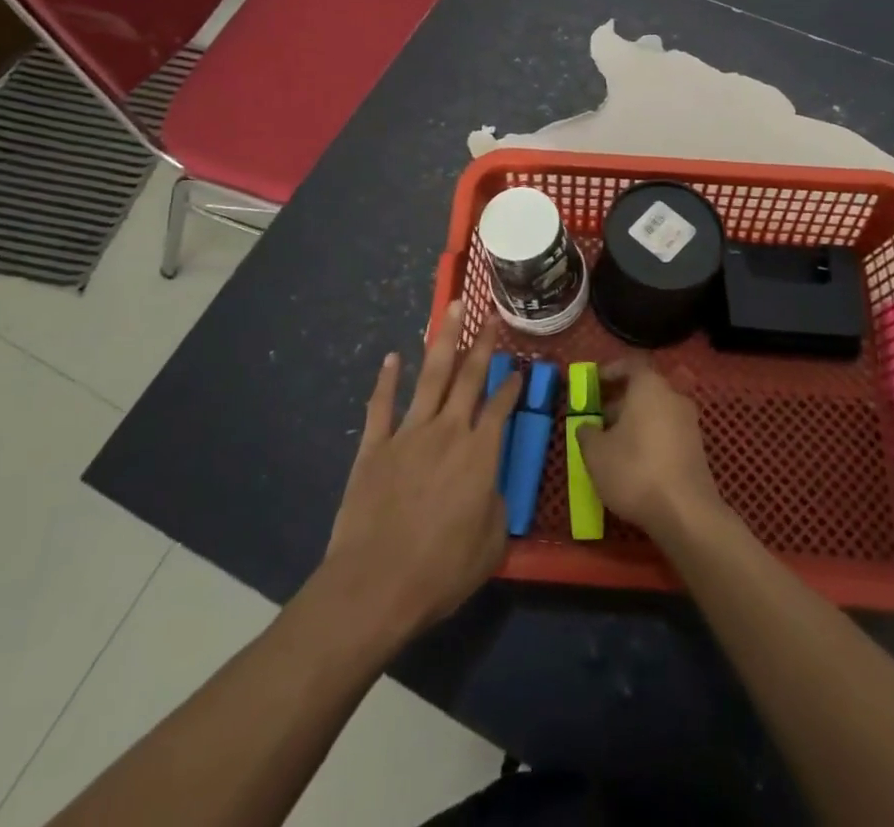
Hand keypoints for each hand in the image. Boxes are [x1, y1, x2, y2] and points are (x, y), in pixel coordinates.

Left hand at [322, 303, 520, 642]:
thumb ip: (495, 506)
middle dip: (482, 343)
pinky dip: (387, 379)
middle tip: (490, 315)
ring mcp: (408, 433)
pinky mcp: (375, 445)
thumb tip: (489, 487)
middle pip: (469, 377)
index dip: (512, 386)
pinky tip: (392, 357)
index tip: (518, 369)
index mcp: (480, 454)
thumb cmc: (440, 572)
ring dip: (443, 340)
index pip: (501, 407)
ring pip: (430, 376)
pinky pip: (382, 404)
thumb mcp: (490, 545)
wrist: (375, 585)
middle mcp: (448, 431)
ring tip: (452, 309)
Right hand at [576, 358, 726, 542]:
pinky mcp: (697, 449)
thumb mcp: (596, 453)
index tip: (594, 384)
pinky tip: (635, 462)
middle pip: (644, 389)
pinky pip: (668, 432)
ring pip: (656, 412)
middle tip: (598, 418)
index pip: (631, 364)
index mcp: (649, 386)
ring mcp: (689, 423)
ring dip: (634, 421)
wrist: (686, 513)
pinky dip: (651, 438)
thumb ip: (587, 433)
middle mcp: (673, 396)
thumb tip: (587, 426)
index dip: (610, 371)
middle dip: (620, 401)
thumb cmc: (635, 470)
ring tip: (612, 444)